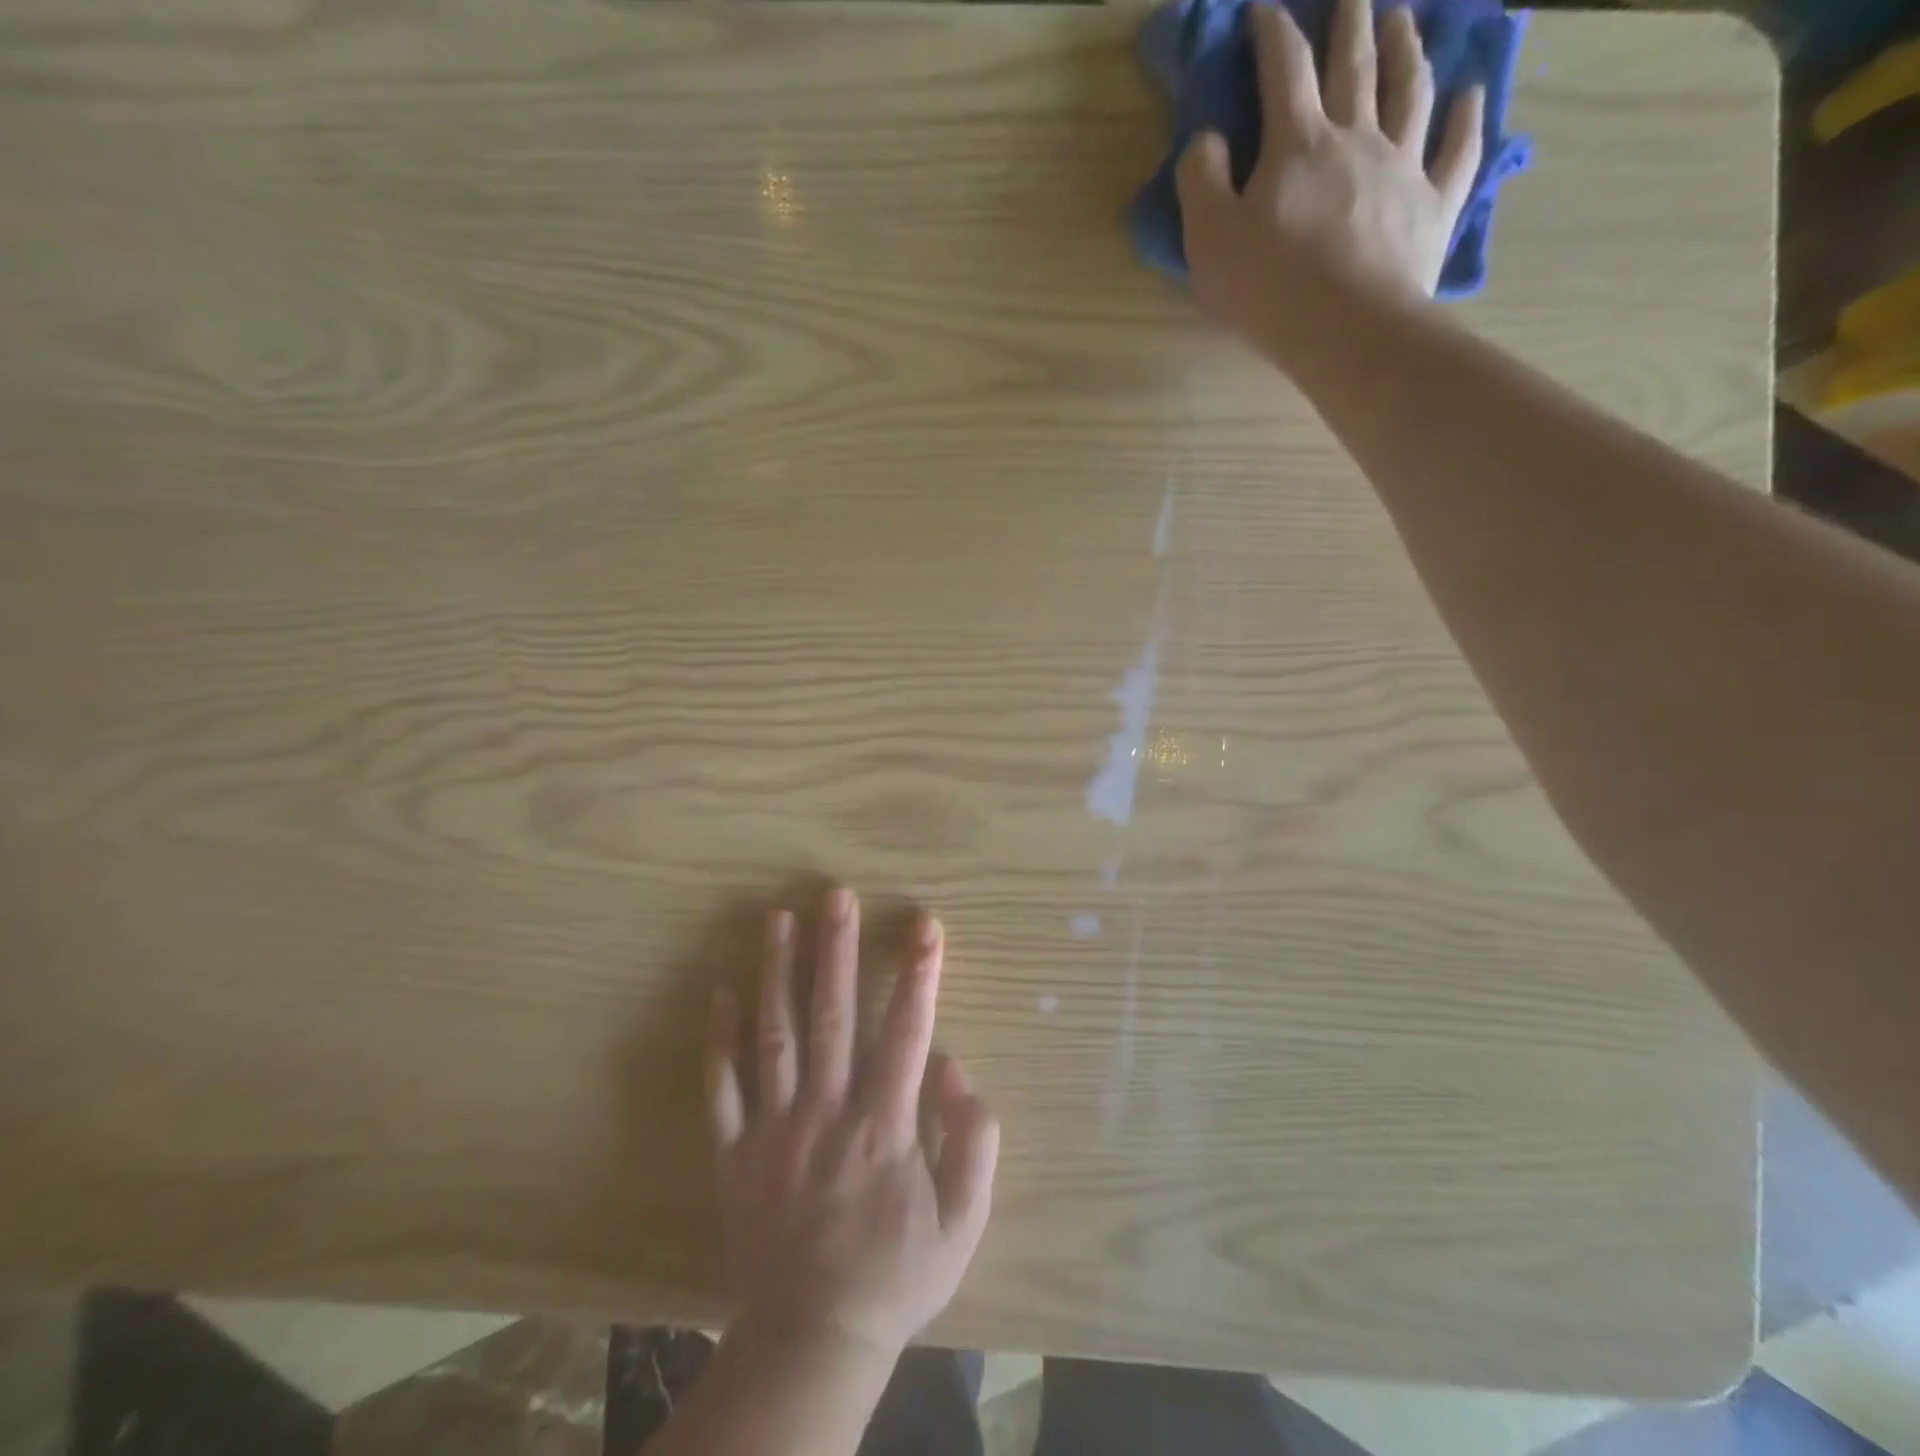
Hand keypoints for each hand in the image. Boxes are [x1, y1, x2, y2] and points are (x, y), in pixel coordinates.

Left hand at [705, 887, 1000, 1359]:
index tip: (925, 924)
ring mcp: (774, 1128)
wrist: (812, 1340)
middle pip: (833, 1016)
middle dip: (837, 949)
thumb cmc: (895, 1275)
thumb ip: (973, 1142)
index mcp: (884, 1125)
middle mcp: (827, 1112)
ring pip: (775, 1036)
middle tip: (835, 895)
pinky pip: (723, 1088)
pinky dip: (720, 1039)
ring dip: (777, 973)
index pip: (907, 1032)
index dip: (919, 974)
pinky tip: (722, 992)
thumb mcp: (963, 1223)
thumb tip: (954, 1067)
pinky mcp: (735, 1152)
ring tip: (779, 919)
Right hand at [1176, 0, 1484, 366]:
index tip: (1264, 10)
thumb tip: (1206, 139)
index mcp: (1298, 145)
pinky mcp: (1433, 207)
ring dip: (1409, 50)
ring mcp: (1403, 168)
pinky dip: (1466, 119)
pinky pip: (1458, 151)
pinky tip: (1469, 95)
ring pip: (1411, 91)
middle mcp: (1357, 138)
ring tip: (1406, 21)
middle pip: (1356, 65)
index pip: (1285, 69)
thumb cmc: (1269, 288)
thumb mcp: (1209, 240)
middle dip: (1351, 21)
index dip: (1273, 32)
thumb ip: (1201, 182)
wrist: (1347, 330)